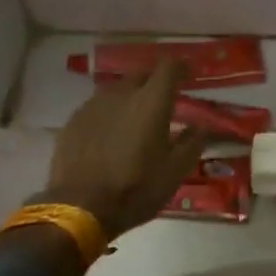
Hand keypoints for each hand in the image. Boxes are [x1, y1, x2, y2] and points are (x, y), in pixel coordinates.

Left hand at [41, 60, 208, 240]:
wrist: (79, 207)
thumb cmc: (136, 188)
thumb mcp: (175, 171)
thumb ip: (192, 143)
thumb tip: (202, 127)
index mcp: (151, 101)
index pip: (169, 67)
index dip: (181, 67)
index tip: (189, 75)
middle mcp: (121, 94)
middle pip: (140, 75)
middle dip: (154, 83)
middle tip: (163, 102)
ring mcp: (92, 106)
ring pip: (116, 91)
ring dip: (129, 99)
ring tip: (135, 120)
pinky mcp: (73, 121)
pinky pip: (96, 108)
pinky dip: (108, 115)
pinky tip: (109, 136)